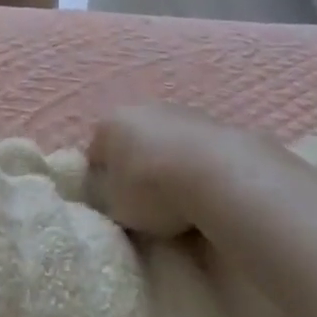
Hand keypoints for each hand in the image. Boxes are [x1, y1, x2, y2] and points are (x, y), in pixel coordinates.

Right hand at [87, 105, 316, 237]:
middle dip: (136, 168)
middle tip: (145, 203)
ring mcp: (183, 113)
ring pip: (166, 143)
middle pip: (132, 142)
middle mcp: (143, 109)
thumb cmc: (153, 190)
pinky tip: (205, 193)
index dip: (100, 182)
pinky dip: (196, 167)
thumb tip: (103, 193)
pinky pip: (197, 151)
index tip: (112, 206)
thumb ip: (102, 197)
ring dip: (168, 165)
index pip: (95, 154)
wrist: (220, 177)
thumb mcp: (113, 206)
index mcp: (110, 124)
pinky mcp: (218, 125)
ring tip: (180, 202)